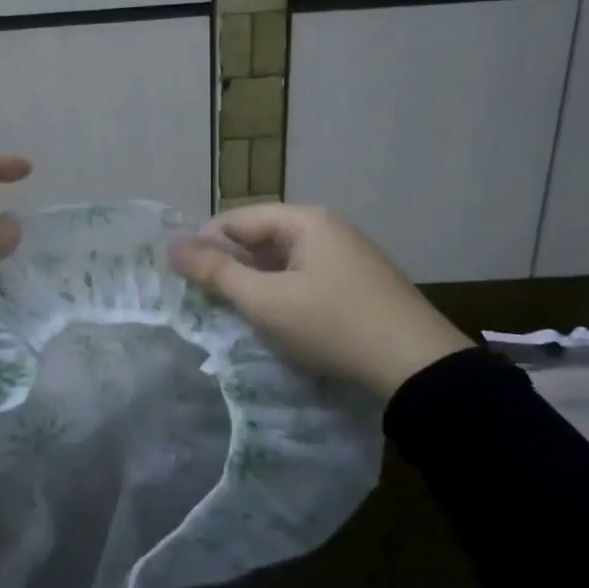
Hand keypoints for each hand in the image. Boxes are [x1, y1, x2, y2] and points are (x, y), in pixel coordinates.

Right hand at [169, 203, 472, 397]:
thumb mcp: (265, 301)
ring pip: (284, 259)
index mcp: (305, 220)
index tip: (179, 274)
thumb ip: (216, 273)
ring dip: (256, 280)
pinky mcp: (360, 281)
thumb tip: (172, 246)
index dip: (204, 243)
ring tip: (234, 309)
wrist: (416, 367)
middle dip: (230, 263)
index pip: (237, 219)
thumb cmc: (331, 325)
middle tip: (203, 296)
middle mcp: (328, 227)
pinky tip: (277, 316)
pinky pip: (306, 275)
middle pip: (261, 236)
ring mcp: (348, 254)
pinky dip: (283, 290)